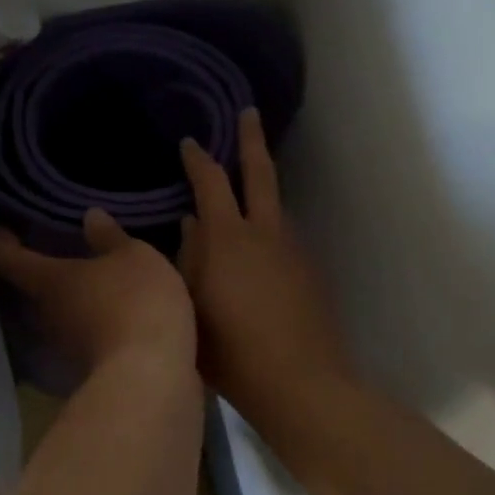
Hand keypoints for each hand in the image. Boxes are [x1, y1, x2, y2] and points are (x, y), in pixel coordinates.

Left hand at [0, 209, 196, 377]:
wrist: (151, 378)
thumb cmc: (135, 302)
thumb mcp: (134, 257)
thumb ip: (110, 237)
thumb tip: (89, 216)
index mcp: (47, 280)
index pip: (7, 257)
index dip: (4, 240)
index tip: (8, 227)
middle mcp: (44, 315)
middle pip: (29, 289)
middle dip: (40, 270)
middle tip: (55, 249)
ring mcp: (63, 348)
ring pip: (56, 315)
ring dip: (68, 300)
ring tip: (89, 280)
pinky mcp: (88, 369)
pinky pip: (82, 337)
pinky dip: (90, 323)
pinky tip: (112, 313)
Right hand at [178, 110, 355, 432]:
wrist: (299, 382)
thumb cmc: (228, 348)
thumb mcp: (189, 303)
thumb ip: (186, 259)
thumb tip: (187, 224)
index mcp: (227, 237)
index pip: (210, 182)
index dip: (198, 159)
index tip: (189, 141)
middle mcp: (264, 232)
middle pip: (259, 174)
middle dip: (251, 141)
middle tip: (249, 113)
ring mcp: (292, 250)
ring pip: (274, 206)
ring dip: (262, 185)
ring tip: (247, 180)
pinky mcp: (308, 273)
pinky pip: (282, 236)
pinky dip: (267, 226)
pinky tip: (256, 245)